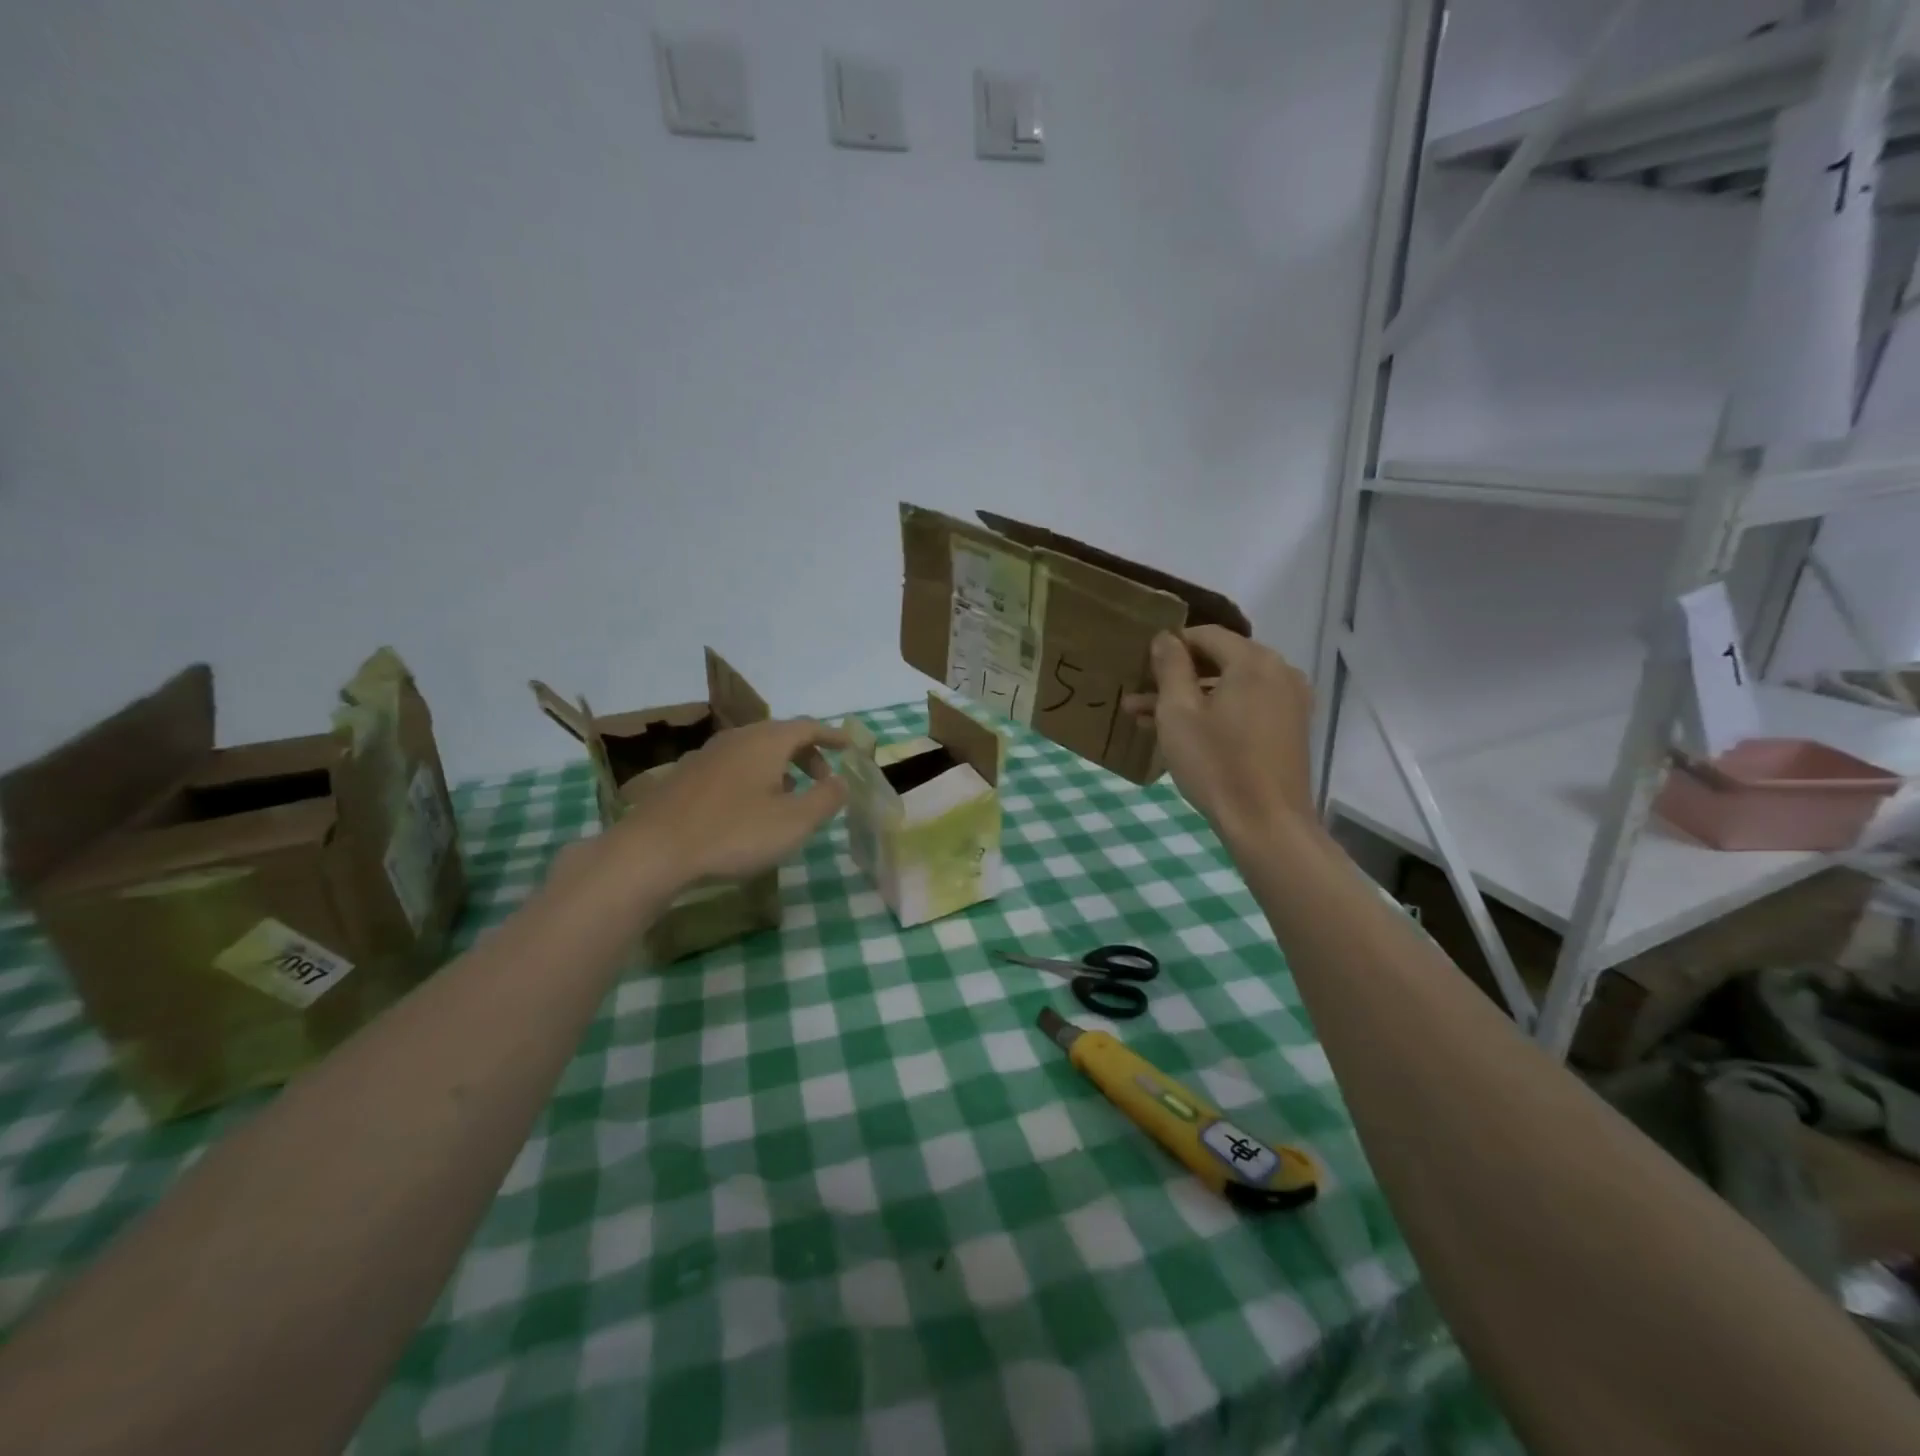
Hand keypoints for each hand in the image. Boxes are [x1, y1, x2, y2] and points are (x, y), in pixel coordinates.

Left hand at [599, 718, 850, 893]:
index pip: (807, 727)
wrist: (653, 850)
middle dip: (806, 753)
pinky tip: (750, 805)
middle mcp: (737, 738)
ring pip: (754, 750)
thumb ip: (826, 798)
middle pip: (780, 735)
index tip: (849, 746)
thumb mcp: (794, 822)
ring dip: (779, 766)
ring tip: (790, 793)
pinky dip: (754, 776)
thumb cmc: (734, 833)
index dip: (831, 735)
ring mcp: (707, 755)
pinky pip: (733, 765)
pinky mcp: (686, 776)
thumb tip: (841, 781)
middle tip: (822, 778)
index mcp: (766, 741)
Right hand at [1124, 628, 1313, 844]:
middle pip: (1219, 660)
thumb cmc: (1216, 764)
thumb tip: (1165, 637)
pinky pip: (1246, 707)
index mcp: (1254, 661)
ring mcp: (1290, 701)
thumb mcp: (1178, 713)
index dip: (1170, 646)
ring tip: (1146, 719)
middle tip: (1136, 696)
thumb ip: (1171, 667)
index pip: (1205, 635)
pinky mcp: (1290, 728)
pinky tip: (1183, 733)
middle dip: (1176, 677)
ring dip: (1190, 698)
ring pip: (1230, 687)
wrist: (1267, 824)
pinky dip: (1215, 713)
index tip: (1140, 667)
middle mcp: (1280, 671)